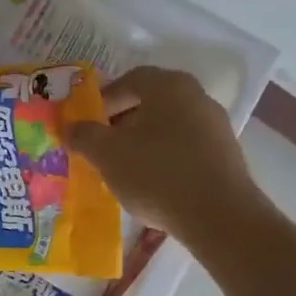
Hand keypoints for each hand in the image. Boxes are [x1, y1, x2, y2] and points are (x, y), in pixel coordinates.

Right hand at [69, 66, 262, 240]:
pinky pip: (187, 147)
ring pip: (169, 126)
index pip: (130, 80)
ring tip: (124, 168)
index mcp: (168, 86)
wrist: (218, 215)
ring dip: (144, 141)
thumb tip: (69, 126)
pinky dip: (166, 157)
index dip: (104, 99)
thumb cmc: (156, 174)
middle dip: (123, 122)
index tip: (88, 124)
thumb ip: (84, 136)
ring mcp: (216, 125)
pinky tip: (153, 183)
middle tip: (102, 146)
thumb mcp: (107, 155)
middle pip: (151, 102)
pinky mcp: (226, 154)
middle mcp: (196, 96)